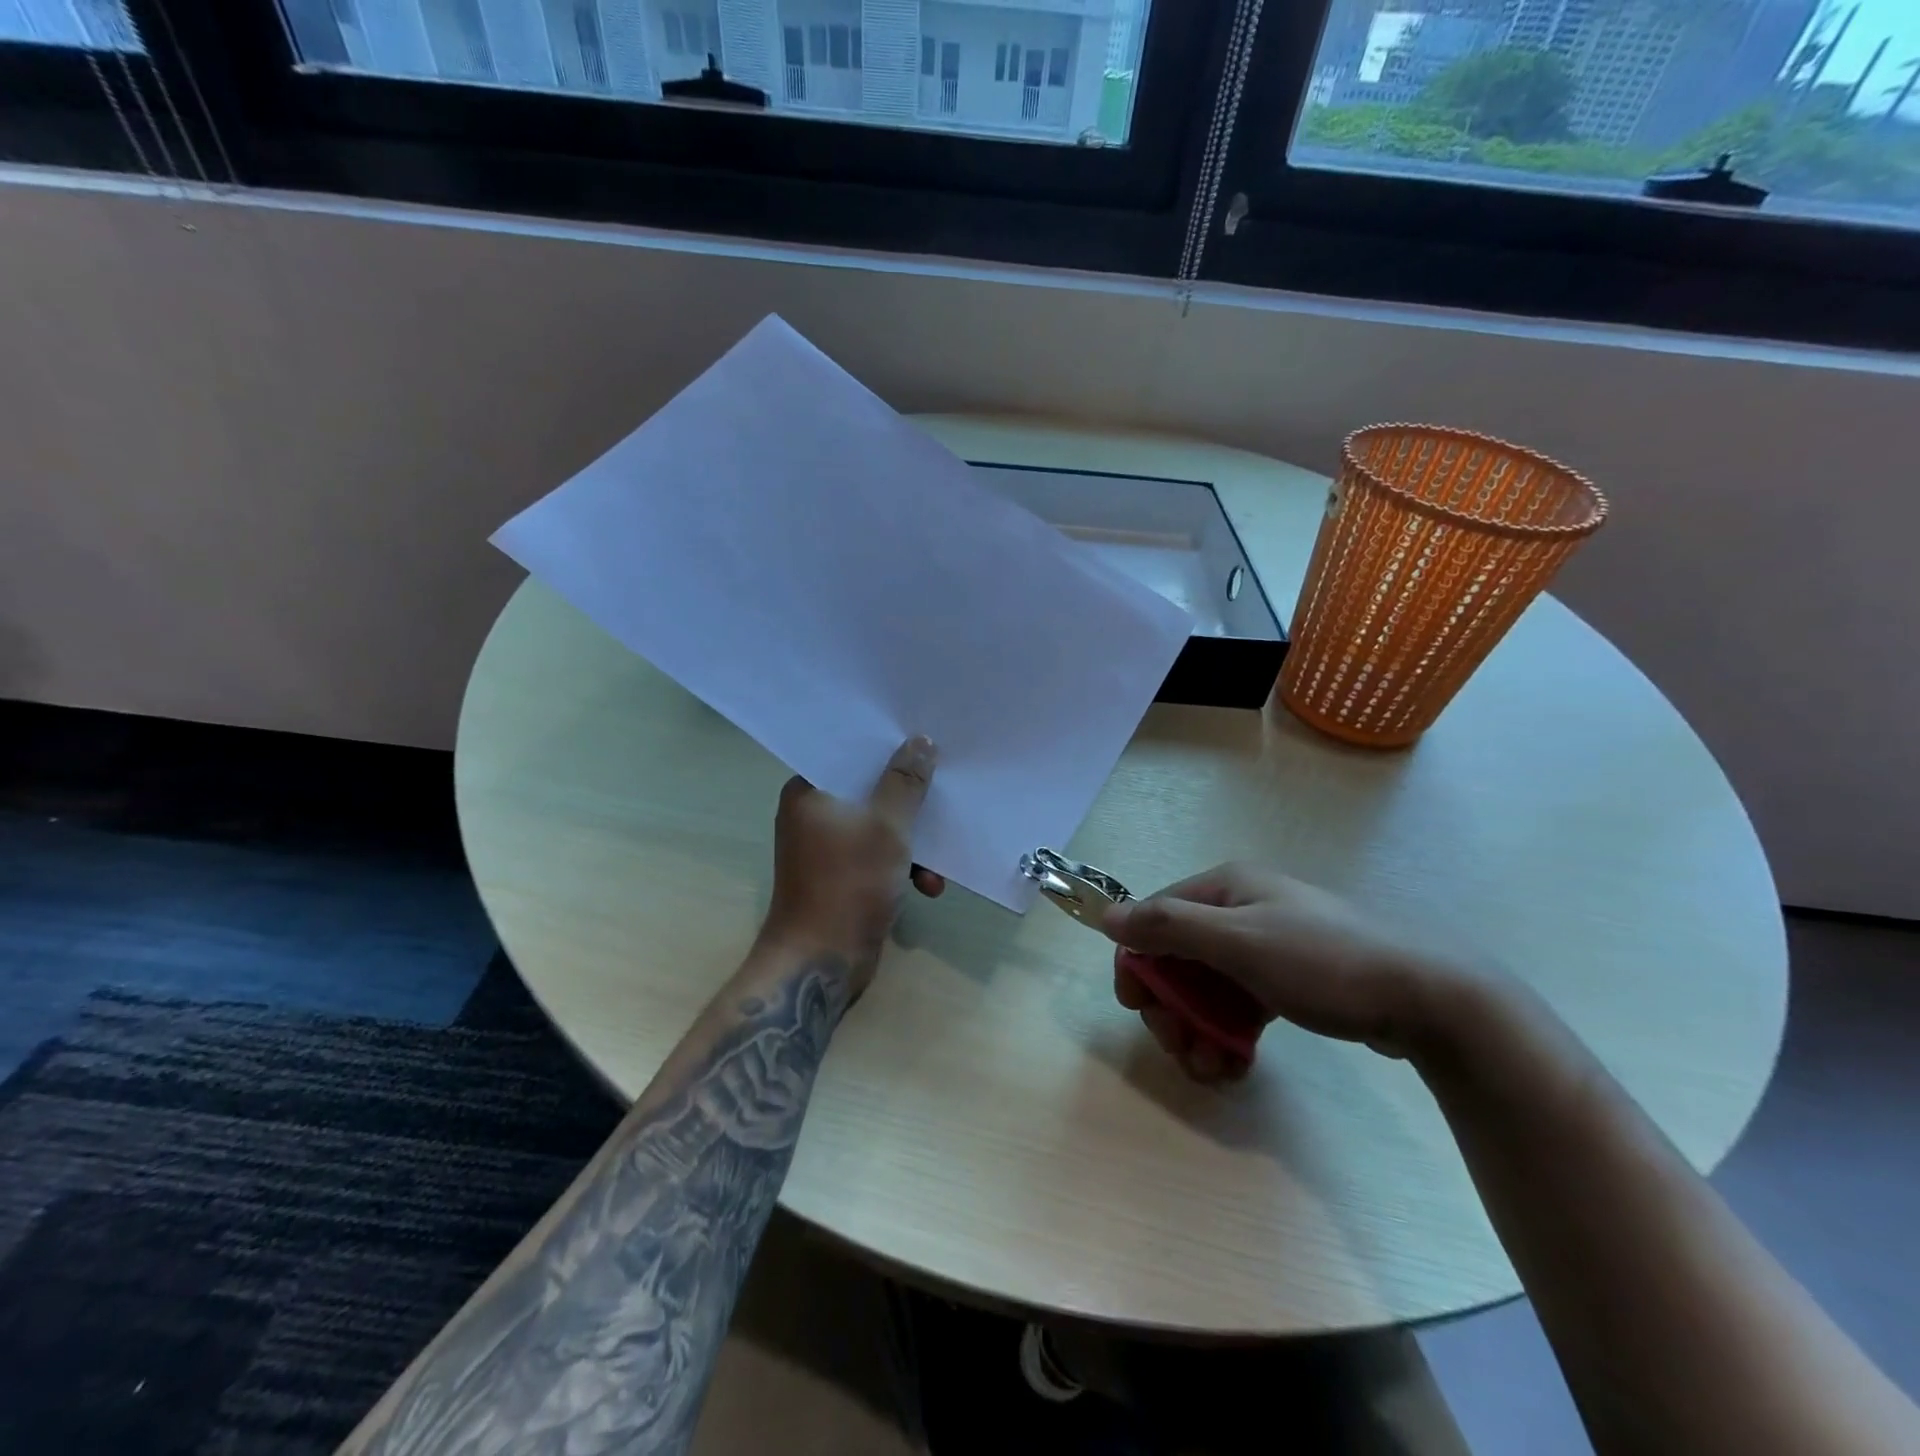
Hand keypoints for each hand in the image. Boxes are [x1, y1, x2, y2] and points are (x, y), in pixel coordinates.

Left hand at [760, 736, 942, 990]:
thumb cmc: (848, 884)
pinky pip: (878, 856)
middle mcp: (813, 814)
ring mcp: (826, 848)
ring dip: (912, 843)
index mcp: (809, 792)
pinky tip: (929, 886)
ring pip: (879, 826)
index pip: (851, 754)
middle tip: (943, 793)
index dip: (889, 748)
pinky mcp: (841, 876)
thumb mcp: (887, 827)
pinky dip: (902, 867)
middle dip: (909, 801)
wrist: (820, 964)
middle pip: (869, 790)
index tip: (925, 743)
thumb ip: (906, 782)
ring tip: (940, 864)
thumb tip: (921, 740)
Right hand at [1099, 862, 1479, 1081]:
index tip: (1138, 1010)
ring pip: (1207, 988)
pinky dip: (1229, 1034)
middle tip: (1181, 1050)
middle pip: (1179, 959)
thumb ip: (1169, 927)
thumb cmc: (1323, 962)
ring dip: (1199, 1030)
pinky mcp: (1287, 981)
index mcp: (1224, 889)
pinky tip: (1234, 1067)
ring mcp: (1265, 947)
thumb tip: (1107, 916)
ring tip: (1211, 1070)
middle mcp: (1240, 911)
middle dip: (1172, 1008)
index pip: (1155, 919)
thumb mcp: (1239, 942)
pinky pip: (1239, 1005)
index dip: (1138, 962)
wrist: (1426, 997)